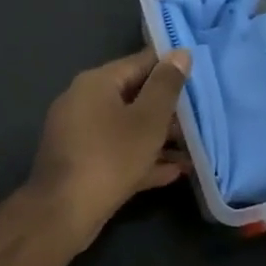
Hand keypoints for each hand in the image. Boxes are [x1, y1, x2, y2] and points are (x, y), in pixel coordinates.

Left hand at [28, 48, 191, 249]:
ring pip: (127, 127)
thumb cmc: (110, 157)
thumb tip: (181, 53)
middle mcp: (83, 100)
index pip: (139, 63)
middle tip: (201, 117)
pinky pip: (117, 151)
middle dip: (167, 108)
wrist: (63, 213)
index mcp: (96, 82)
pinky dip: (142, 158)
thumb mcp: (147, 120)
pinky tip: (173, 172)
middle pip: (133, 96)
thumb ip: (166, 86)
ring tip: (194, 148)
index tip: (199, 75)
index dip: (169, 67)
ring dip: (158, 137)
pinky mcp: (81, 162)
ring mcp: (80, 133)